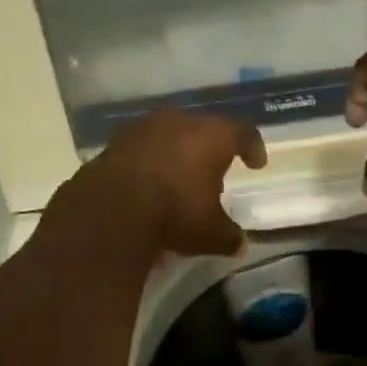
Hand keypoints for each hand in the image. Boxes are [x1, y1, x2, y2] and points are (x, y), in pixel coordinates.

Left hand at [74, 108, 267, 256]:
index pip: (243, 132)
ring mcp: (143, 128)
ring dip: (177, 152)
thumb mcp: (211, 233)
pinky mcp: (114, 143)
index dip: (252, 147)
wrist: (110, 212)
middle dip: (210, 148)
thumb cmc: (175, 213)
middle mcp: (179, 121)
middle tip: (214, 169)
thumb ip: (229, 235)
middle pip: (203, 128)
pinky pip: (142, 148)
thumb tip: (239, 244)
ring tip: (179, 177)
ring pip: (169, 134)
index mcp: (212, 135)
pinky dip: (150, 162)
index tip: (256, 163)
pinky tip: (149, 183)